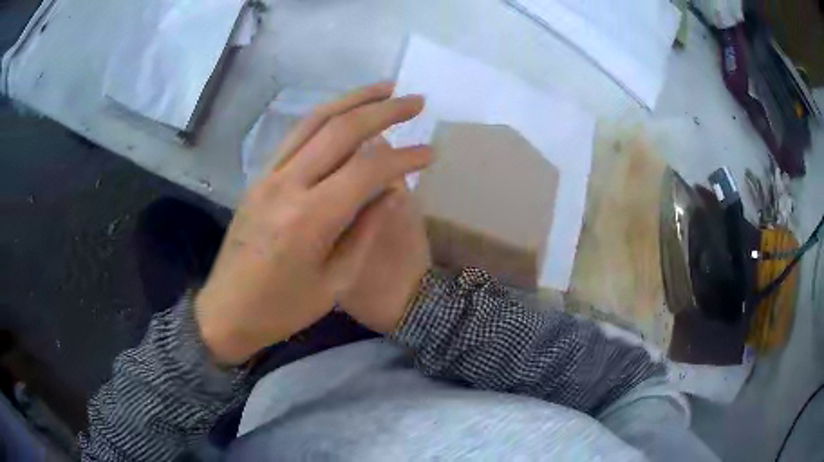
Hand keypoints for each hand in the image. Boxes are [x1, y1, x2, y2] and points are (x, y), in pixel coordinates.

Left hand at [195, 83, 431, 364]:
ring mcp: (269, 175)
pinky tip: (344, 112)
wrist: (227, 310)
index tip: (429, 153)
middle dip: (384, 110)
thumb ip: (366, 230)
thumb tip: (393, 191)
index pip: (368, 169)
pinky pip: (296, 135)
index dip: (405, 157)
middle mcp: (288, 184)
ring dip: (353, 99)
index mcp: (311, 218)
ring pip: (314, 120)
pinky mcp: (260, 176)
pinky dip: (325, 116)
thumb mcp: (335, 282)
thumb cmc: (283, 308)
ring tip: (384, 89)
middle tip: (415, 101)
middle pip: (341, 129)